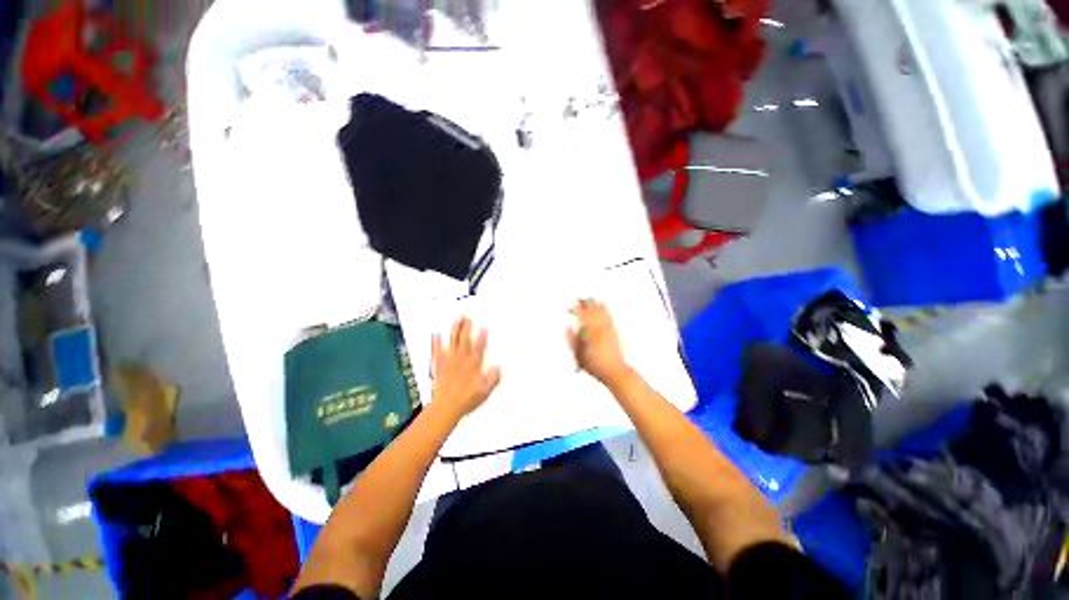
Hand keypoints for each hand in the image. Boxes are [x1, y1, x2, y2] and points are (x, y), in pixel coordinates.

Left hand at [431, 318, 501, 420]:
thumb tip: (498, 367)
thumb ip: (493, 377)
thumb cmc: (467, 399)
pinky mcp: (439, 366)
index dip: (482, 335)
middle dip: (467, 327)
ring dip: (454, 330)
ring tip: (457, 320)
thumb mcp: (486, 390)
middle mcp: (461, 359)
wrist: (446, 407)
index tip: (484, 325)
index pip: (479, 346)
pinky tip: (436, 334)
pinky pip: (437, 351)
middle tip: (467, 316)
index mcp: (473, 364)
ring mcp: (449, 361)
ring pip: (452, 341)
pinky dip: (436, 342)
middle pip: (465, 339)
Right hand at [567, 299, 631, 386]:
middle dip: (584, 303)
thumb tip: (567, 328)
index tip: (570, 306)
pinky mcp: (615, 331)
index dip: (575, 309)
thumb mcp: (578, 355)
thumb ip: (571, 340)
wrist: (615, 371)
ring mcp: (608, 328)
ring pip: (601, 311)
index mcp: (589, 333)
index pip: (581, 316)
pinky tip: (601, 305)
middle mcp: (599, 328)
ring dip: (594, 303)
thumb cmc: (594, 366)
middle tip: (578, 299)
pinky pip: (608, 315)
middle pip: (592, 310)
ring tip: (588, 299)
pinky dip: (603, 308)